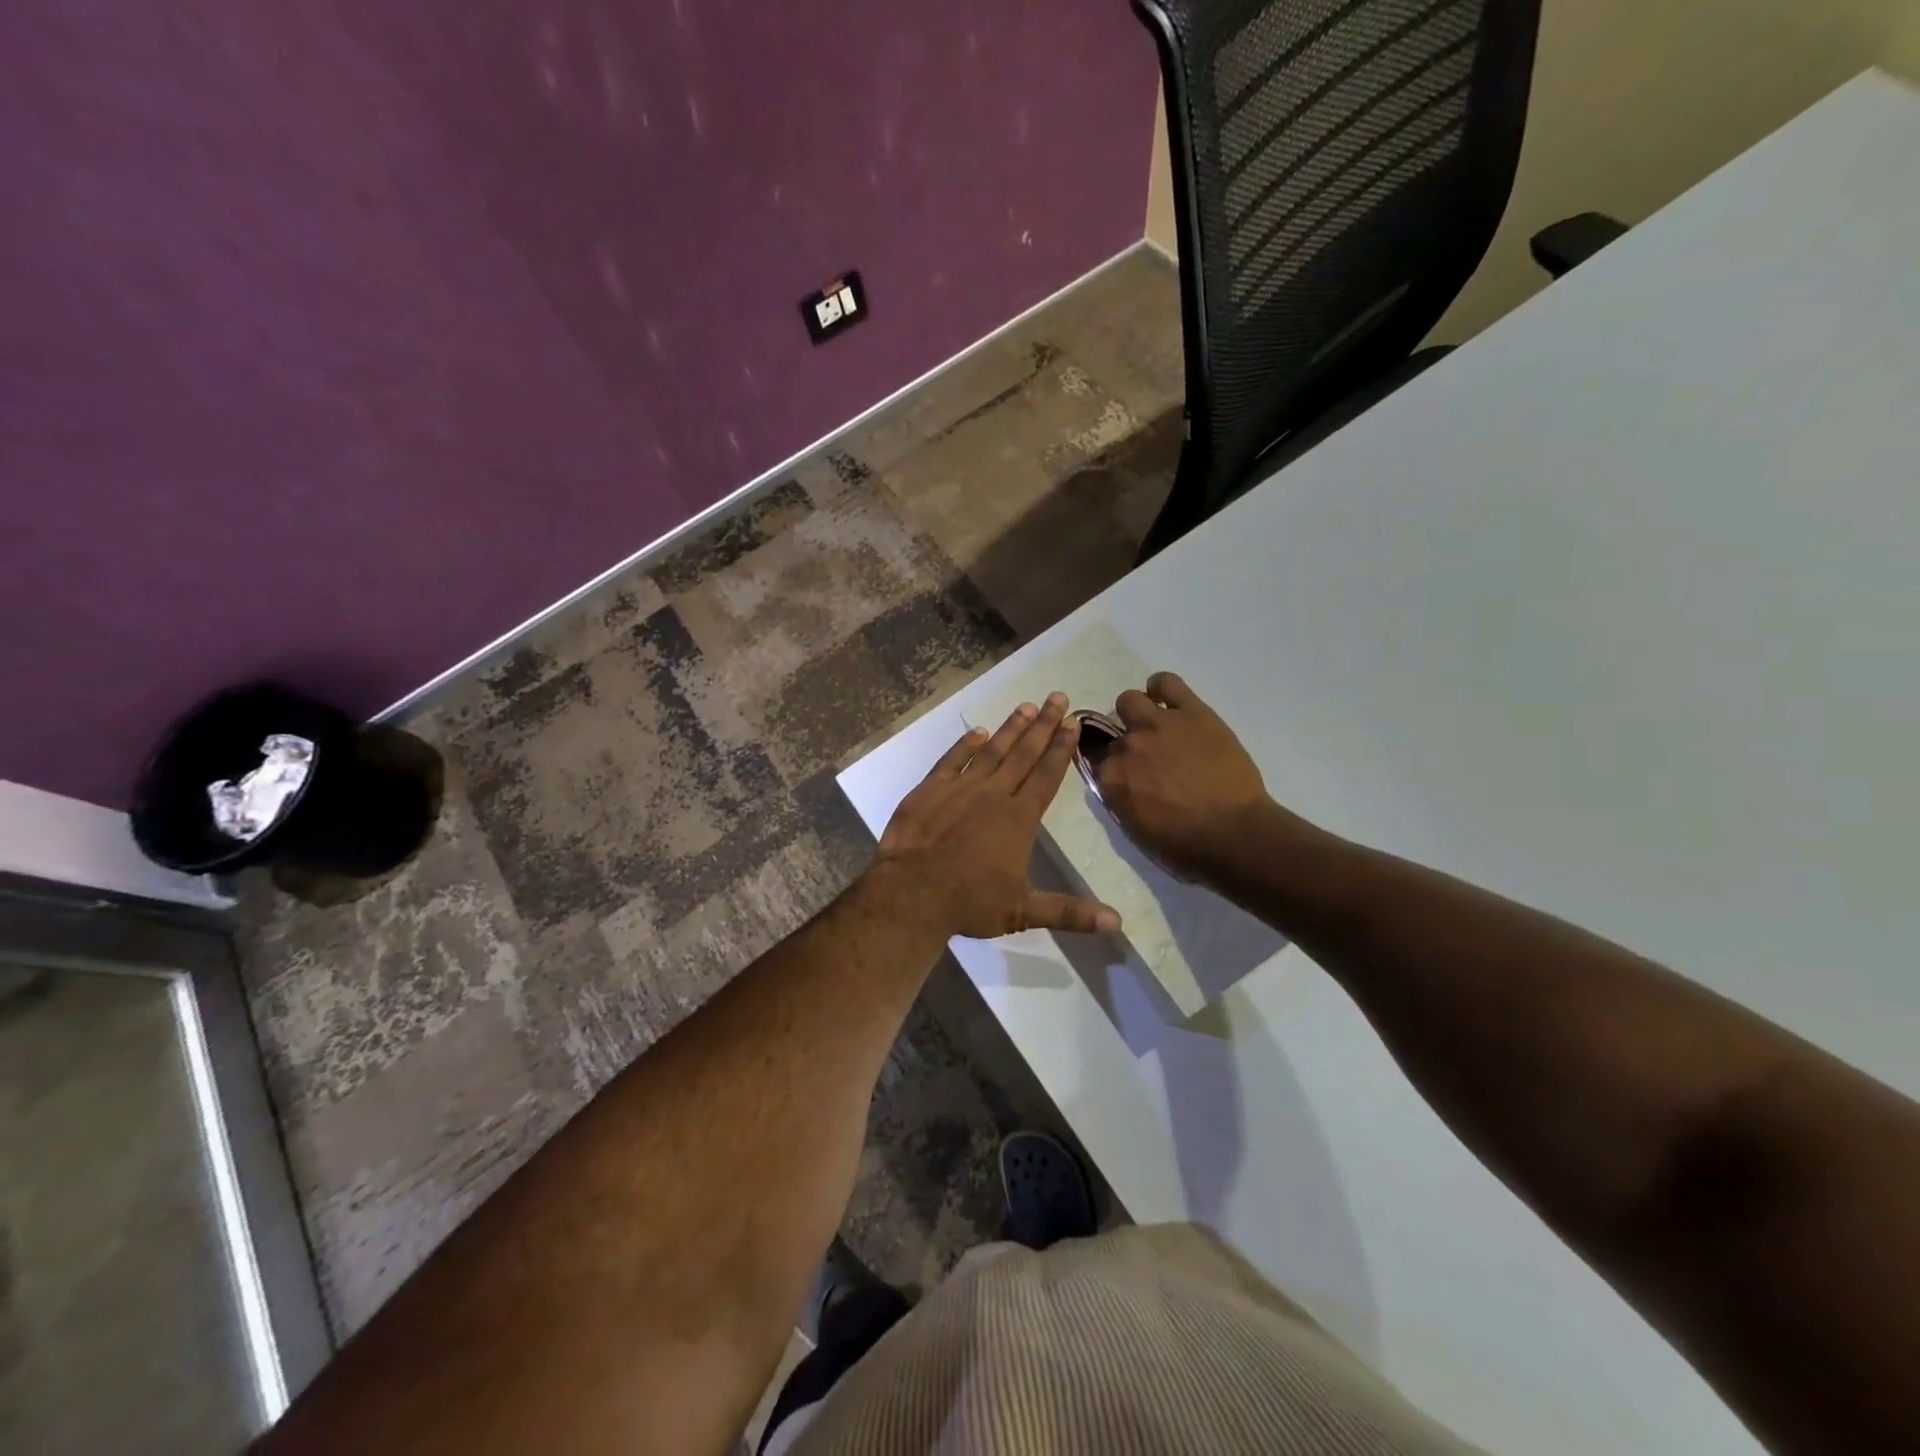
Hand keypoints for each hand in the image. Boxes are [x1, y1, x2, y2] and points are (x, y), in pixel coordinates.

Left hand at [870, 693, 1120, 939]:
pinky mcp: (930, 790)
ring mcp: (960, 788)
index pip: (1046, 776)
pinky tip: (977, 731)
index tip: (1073, 724)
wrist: (911, 894)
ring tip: (1027, 706)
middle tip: (1057, 698)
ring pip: (991, 751)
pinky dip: (965, 745)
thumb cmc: (970, 903)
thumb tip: (1118, 924)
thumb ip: (1070, 913)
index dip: (1061, 749)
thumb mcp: (1023, 911)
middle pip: (1023, 754)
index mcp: (1019, 819)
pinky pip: (951, 760)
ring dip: (1010, 728)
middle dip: (1043, 726)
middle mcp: (993, 795)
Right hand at [1094, 672, 1275, 883]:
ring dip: (1137, 712)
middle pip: (1112, 730)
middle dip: (1126, 740)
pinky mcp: (1190, 711)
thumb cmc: (1185, 845)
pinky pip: (1166, 683)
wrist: (1233, 833)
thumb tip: (1122, 783)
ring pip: (1130, 700)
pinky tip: (1167, 699)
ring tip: (1157, 724)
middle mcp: (1126, 746)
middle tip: (1148, 754)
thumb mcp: (1137, 828)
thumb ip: (1121, 797)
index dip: (1113, 765)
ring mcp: (1157, 724)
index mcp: (1110, 778)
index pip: (1097, 759)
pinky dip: (1161, 687)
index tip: (1126, 772)